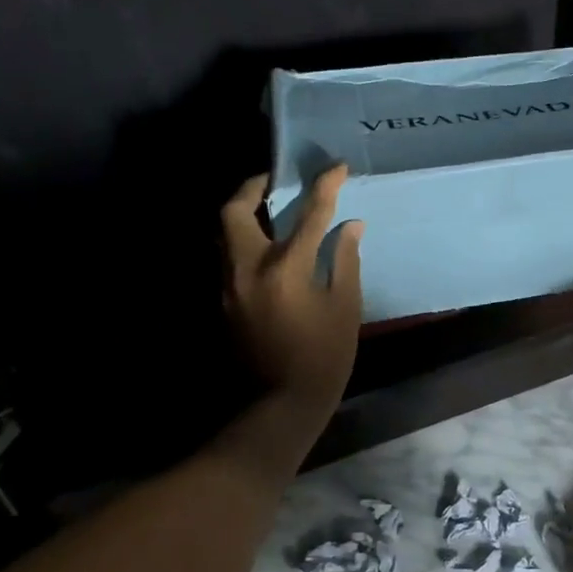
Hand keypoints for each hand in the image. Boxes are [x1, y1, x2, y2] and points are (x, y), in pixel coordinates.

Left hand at [221, 165, 363, 415]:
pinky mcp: (223, 301)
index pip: (307, 214)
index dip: (324, 186)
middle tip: (274, 181)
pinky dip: (243, 240)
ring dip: (243, 212)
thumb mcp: (344, 307)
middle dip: (252, 187)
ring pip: (224, 233)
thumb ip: (344, 260)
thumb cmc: (323, 357)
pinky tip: (266, 246)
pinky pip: (228, 256)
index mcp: (285, 268)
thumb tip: (349, 225)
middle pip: (234, 211)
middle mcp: (248, 268)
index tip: (336, 167)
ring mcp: (228, 285)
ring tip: (269, 209)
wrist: (280, 404)